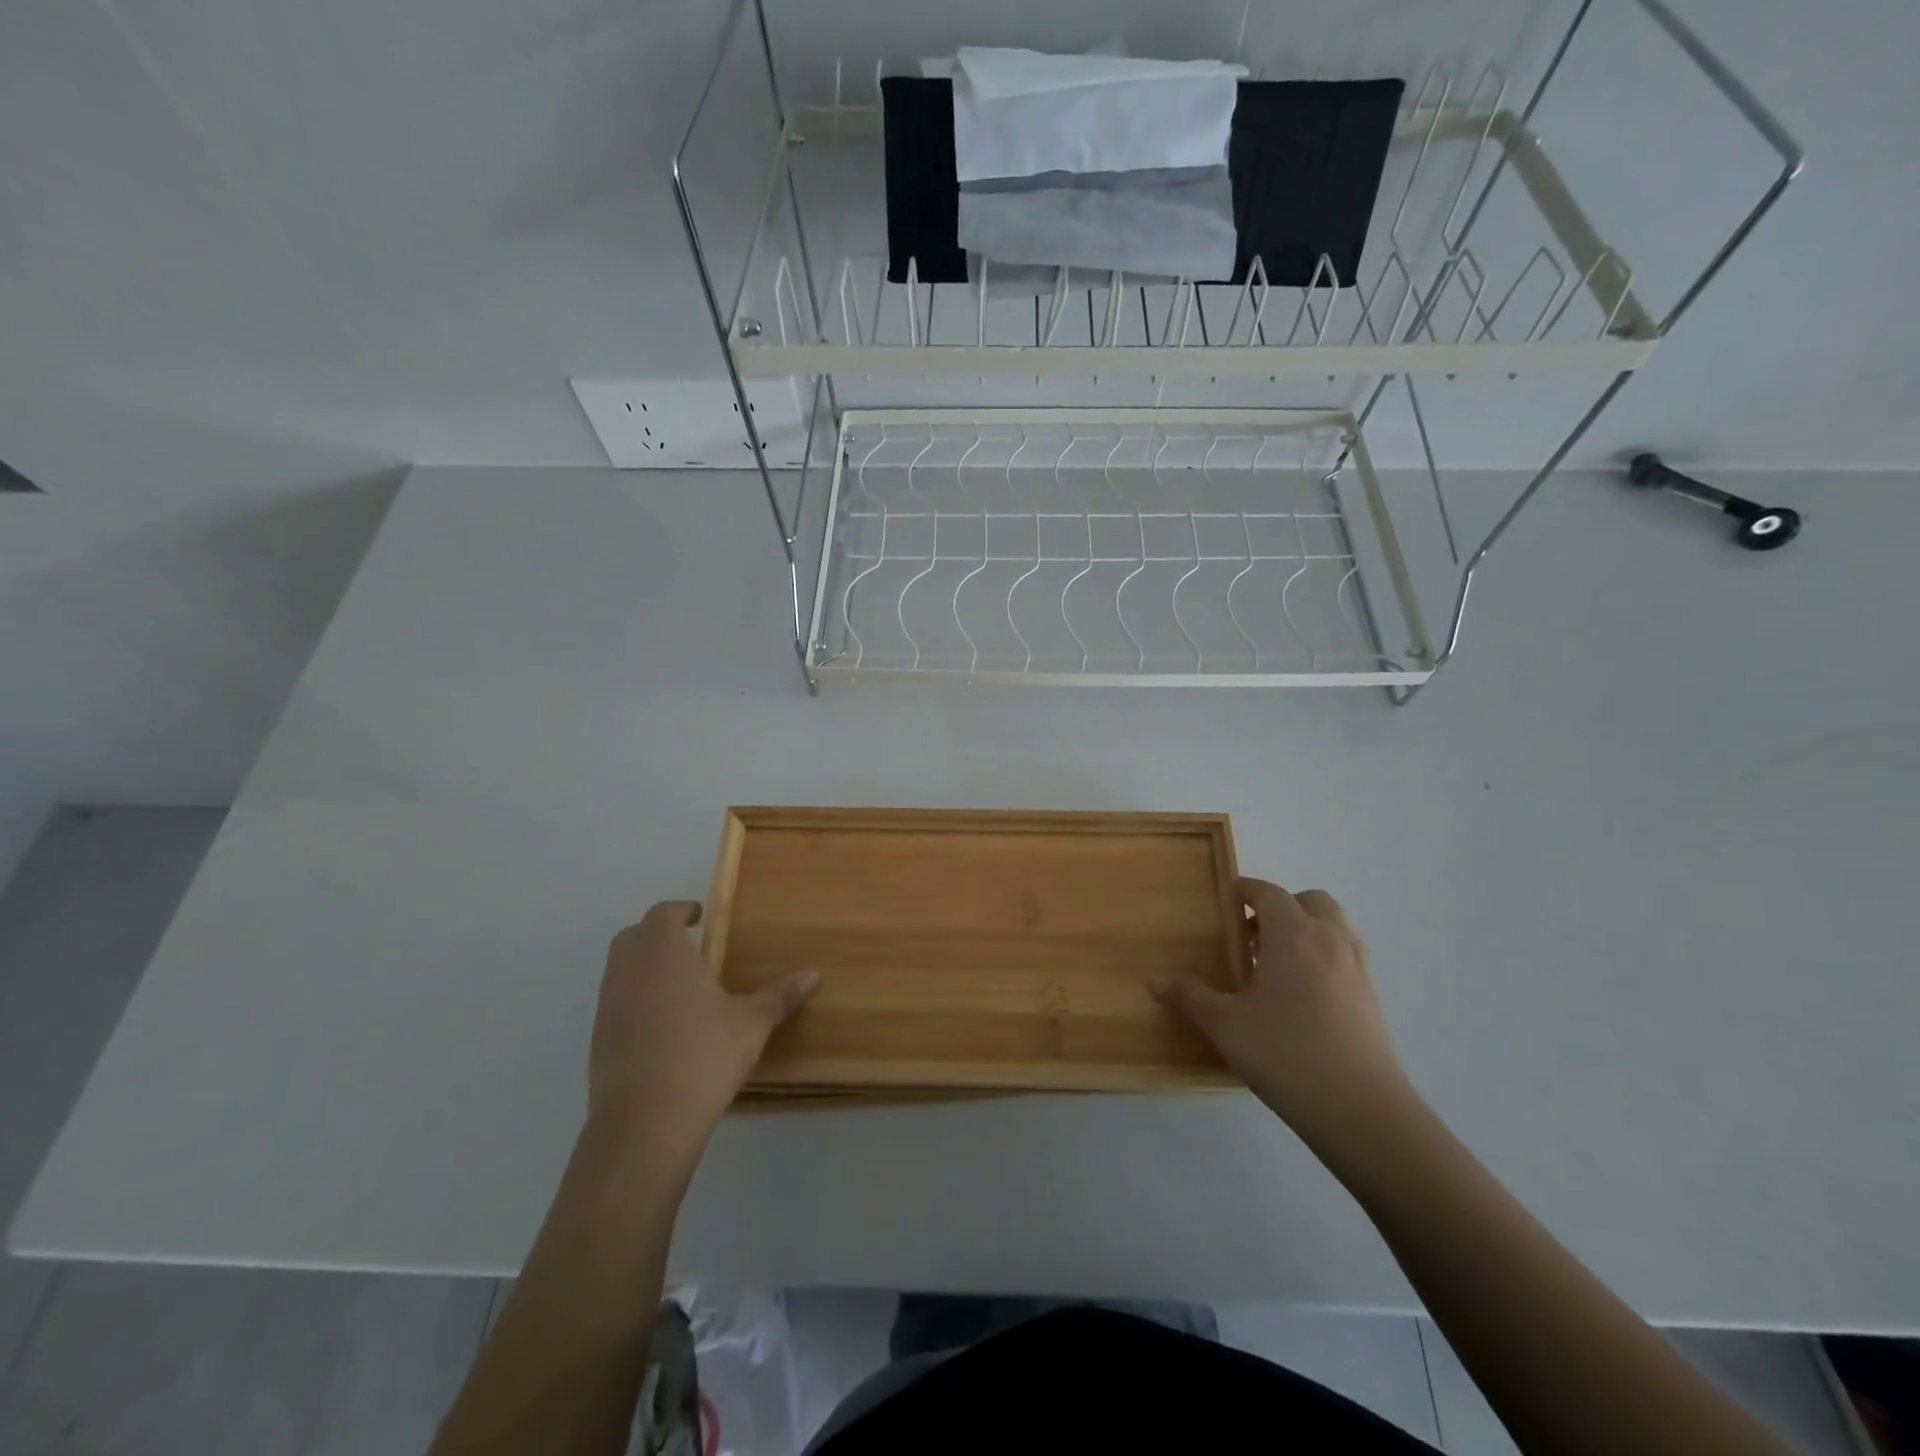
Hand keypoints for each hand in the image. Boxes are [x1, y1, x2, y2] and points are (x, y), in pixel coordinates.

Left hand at [586, 901, 816, 1169]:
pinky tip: (661, 1025)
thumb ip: (780, 996)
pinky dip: (633, 1000)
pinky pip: (614, 1003)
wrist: (646, 1122)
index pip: (662, 914)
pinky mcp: (598, 1040)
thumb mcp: (752, 1023)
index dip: (679, 910)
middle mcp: (629, 971)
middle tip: (688, 945)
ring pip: (619, 969)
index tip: (699, 916)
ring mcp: (608, 1006)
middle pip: (632, 936)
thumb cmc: (704, 1055)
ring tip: (677, 984)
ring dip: (642, 966)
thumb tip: (814, 974)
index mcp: (665, 953)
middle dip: (656, 934)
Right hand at [1153, 878, 1413, 1154]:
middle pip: (1310, 901)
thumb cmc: (1287, 1053)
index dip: (1246, 890)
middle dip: (1282, 907)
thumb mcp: (1226, 1026)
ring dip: (1307, 931)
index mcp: (1293, 934)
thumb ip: (1190, 997)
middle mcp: (1329, 940)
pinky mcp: (1373, 998)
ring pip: (1334, 927)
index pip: (1269, 893)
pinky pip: (1345, 957)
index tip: (1226, 899)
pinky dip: (1324, 958)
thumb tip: (1153, 981)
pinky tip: (1301, 997)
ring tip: (1276, 966)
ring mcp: (1357, 968)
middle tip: (1253, 936)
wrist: (1363, 1110)